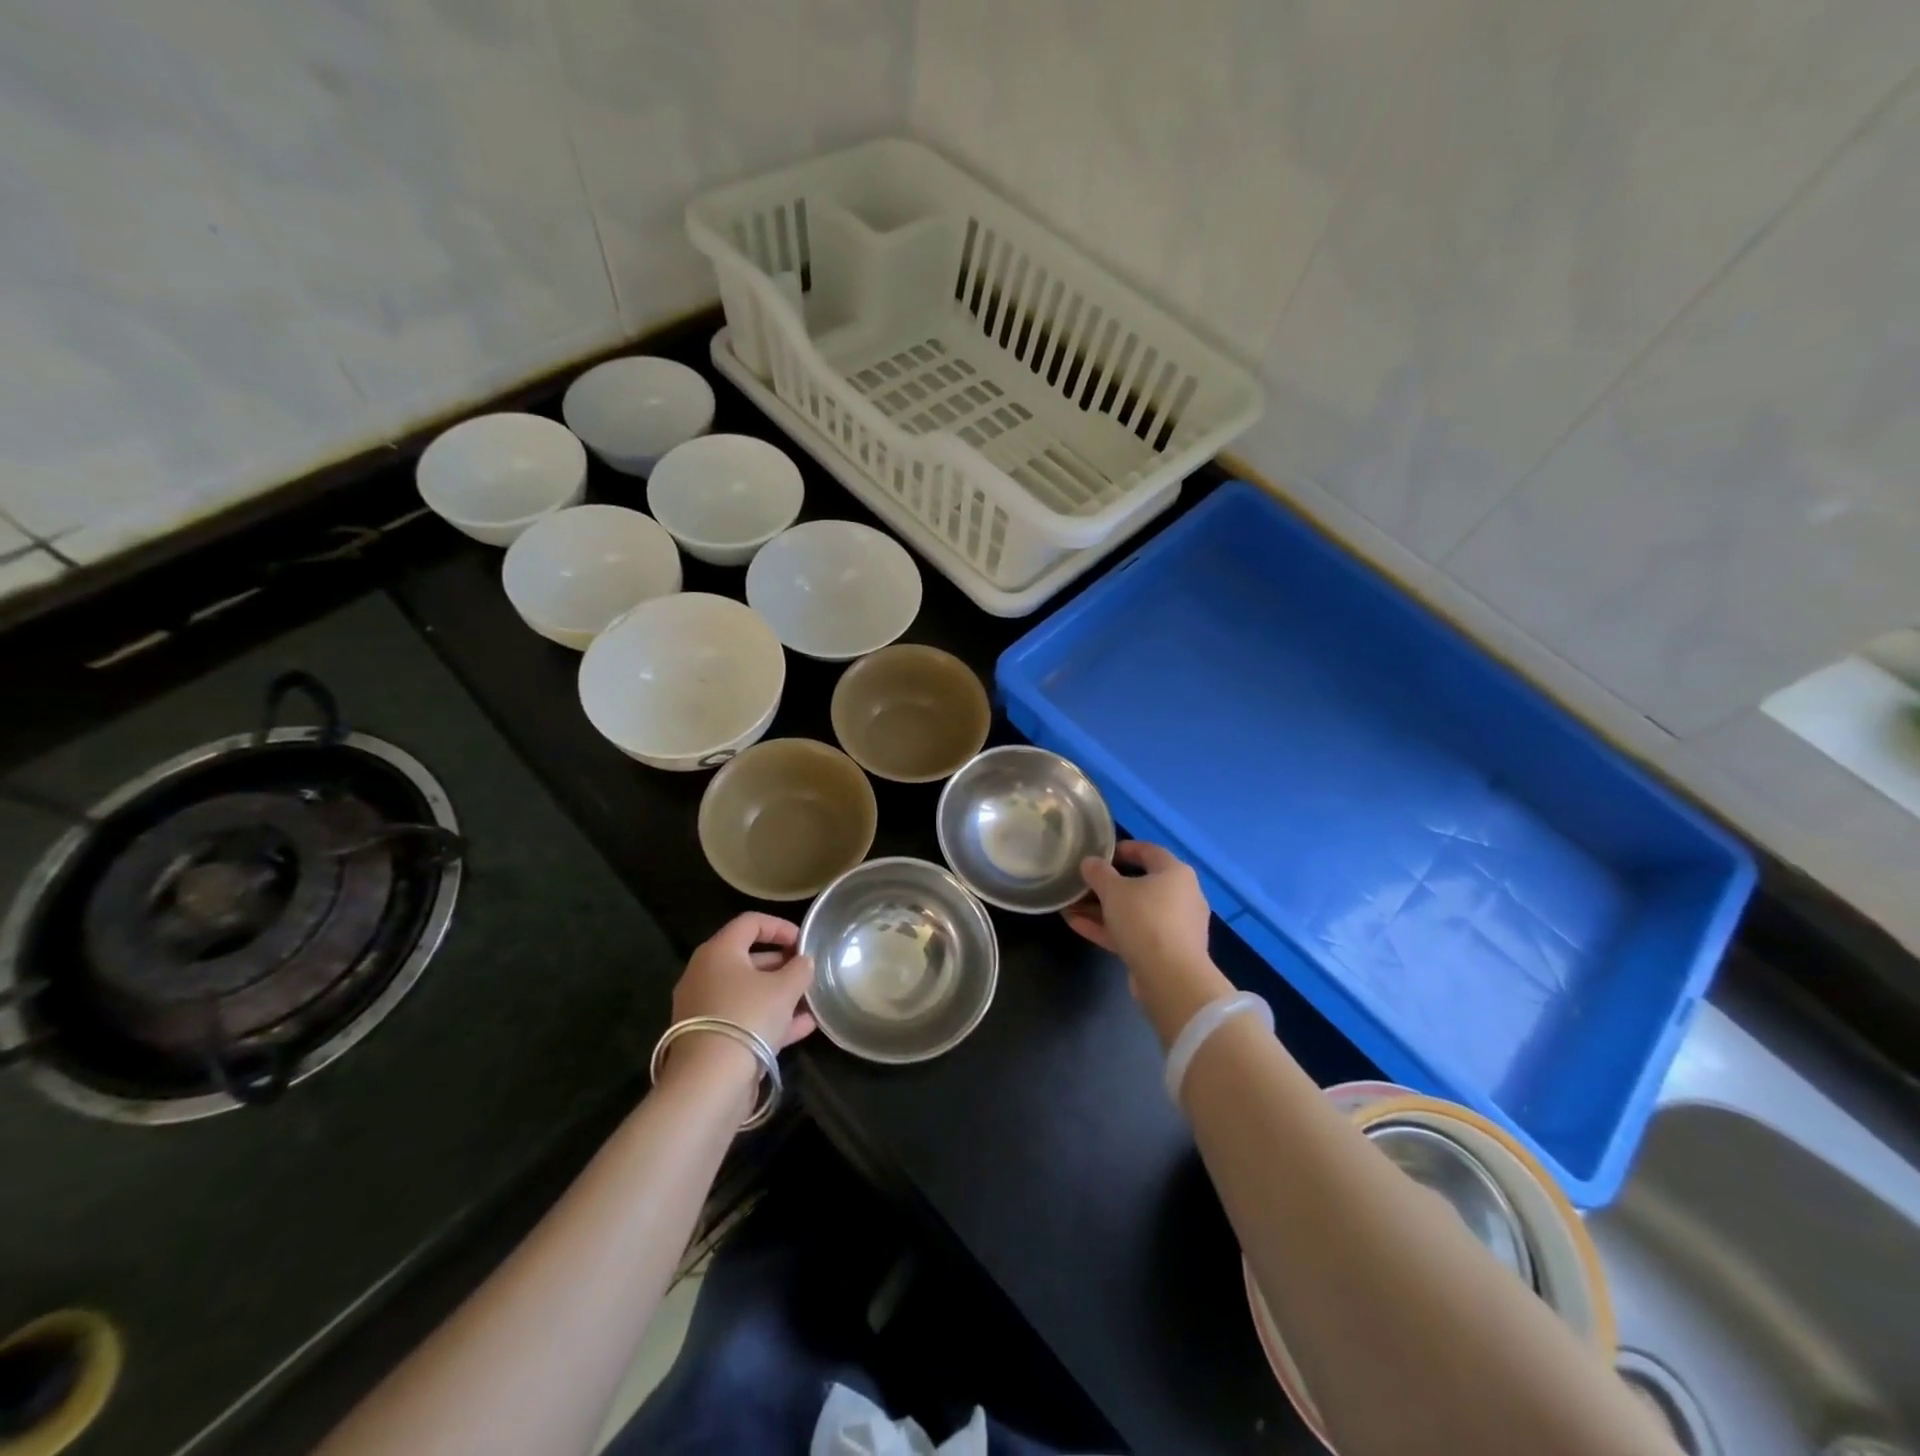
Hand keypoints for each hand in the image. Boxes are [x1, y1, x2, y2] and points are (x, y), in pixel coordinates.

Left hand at [665, 913, 815, 1085]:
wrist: (709, 1082)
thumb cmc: (748, 1017)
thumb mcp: (784, 989)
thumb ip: (799, 969)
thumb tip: (804, 961)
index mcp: (719, 952)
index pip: (750, 922)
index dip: (780, 927)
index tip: (804, 942)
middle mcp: (705, 974)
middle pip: (748, 958)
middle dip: (782, 964)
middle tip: (807, 972)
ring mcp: (703, 1008)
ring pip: (747, 992)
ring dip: (779, 994)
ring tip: (810, 1001)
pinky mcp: (708, 1037)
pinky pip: (743, 1018)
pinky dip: (770, 1018)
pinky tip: (803, 1027)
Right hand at [1066, 841, 1230, 1046]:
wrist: (1171, 978)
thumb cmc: (1145, 920)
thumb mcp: (1114, 891)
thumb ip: (1098, 873)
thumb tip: (1089, 862)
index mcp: (1175, 873)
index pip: (1149, 851)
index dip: (1123, 849)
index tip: (1100, 853)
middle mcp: (1181, 896)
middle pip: (1140, 884)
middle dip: (1106, 885)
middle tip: (1082, 883)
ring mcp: (1174, 927)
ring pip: (1134, 912)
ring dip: (1102, 909)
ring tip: (1071, 906)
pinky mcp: (1165, 952)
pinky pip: (1134, 933)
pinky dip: (1109, 929)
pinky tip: (1077, 925)